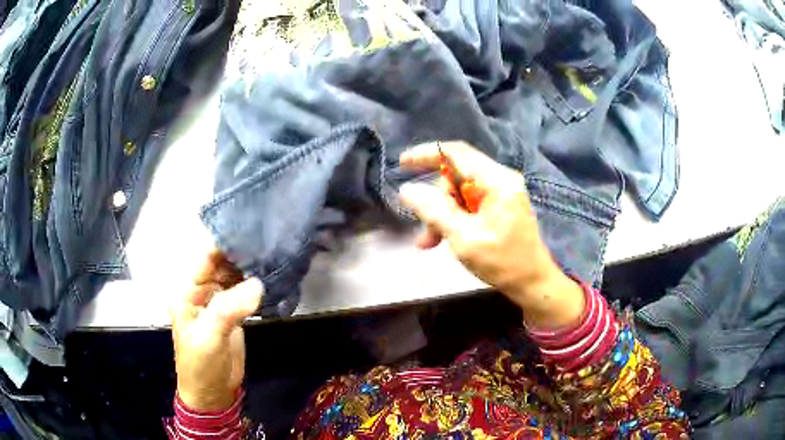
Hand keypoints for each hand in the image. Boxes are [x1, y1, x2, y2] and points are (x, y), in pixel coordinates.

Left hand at [171, 250, 262, 411]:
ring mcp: (219, 302)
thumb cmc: (201, 364)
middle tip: (269, 242)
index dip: (226, 244)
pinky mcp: (233, 314)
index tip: (251, 232)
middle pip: (222, 264)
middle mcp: (202, 291)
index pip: (206, 258)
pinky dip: (256, 285)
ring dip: (251, 268)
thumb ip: (229, 308)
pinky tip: (271, 276)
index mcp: (188, 291)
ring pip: (235, 277)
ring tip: (274, 254)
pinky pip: (244, 292)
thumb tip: (258, 284)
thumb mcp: (209, 336)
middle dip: (242, 253)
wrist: (212, 392)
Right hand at [399, 142, 583, 328]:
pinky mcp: (500, 206)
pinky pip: (469, 204)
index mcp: (497, 181)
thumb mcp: (464, 238)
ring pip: (459, 192)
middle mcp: (501, 180)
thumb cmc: (503, 262)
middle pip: (456, 176)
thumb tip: (407, 190)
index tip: (402, 163)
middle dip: (435, 200)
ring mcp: (502, 193)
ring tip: (429, 242)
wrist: (533, 283)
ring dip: (442, 214)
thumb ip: (434, 211)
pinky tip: (442, 238)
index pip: (456, 153)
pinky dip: (454, 218)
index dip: (426, 154)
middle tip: (425, 229)